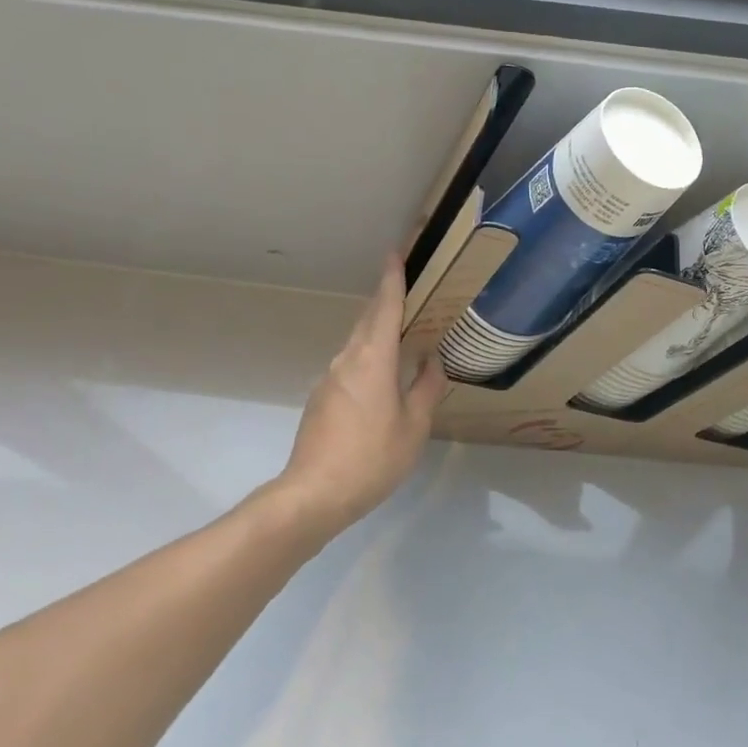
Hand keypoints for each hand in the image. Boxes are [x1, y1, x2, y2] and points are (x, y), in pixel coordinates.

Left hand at [280, 257, 445, 536]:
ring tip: (402, 330)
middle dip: (385, 299)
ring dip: (377, 329)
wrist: (314, 494)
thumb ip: (426, 388)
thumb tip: (432, 360)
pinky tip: (383, 374)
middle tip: (407, 287)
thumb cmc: (372, 458)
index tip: (395, 253)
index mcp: (373, 360)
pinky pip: (350, 364)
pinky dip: (369, 355)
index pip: (384, 308)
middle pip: (368, 320)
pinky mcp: (321, 399)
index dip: (392, 279)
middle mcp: (347, 360)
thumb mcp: (414, 426)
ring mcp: (330, 379)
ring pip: (357, 343)